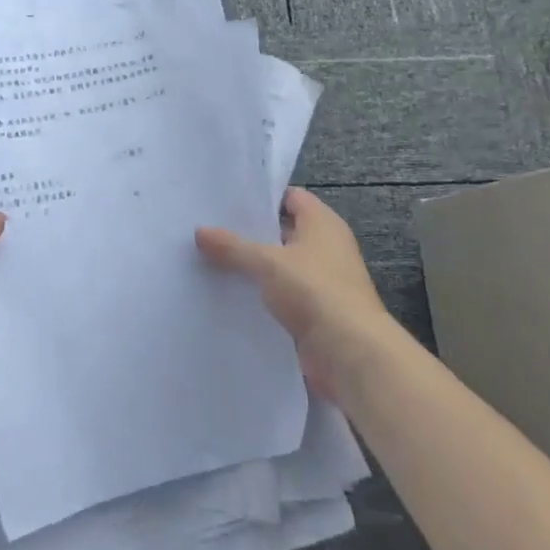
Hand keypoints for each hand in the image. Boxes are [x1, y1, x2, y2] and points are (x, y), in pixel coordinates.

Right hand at [196, 188, 393, 400]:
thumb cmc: (314, 290)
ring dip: (253, 264)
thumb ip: (232, 246)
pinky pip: (282, 292)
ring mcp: (322, 280)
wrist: (350, 353)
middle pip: (283, 230)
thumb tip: (199, 232)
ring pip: (280, 263)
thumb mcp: (266, 262)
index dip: (262, 196)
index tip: (227, 199)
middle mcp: (326, 247)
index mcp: (323, 223)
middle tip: (211, 226)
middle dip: (250, 231)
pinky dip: (260, 292)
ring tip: (212, 257)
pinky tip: (229, 291)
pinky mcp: (316, 310)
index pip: (290, 197)